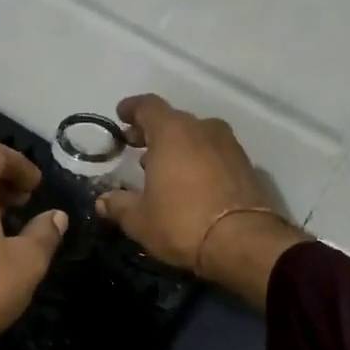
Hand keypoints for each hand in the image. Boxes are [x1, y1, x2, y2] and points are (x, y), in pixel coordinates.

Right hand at [95, 94, 309, 309]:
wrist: (243, 242)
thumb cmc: (182, 223)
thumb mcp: (140, 220)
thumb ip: (119, 205)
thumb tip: (102, 201)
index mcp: (172, 132)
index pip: (148, 106)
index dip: (132, 109)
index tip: (121, 115)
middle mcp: (203, 129)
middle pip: (173, 121)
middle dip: (152, 132)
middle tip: (135, 146)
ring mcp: (228, 146)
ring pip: (196, 137)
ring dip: (177, 147)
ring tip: (161, 168)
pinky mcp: (246, 166)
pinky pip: (214, 154)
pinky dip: (198, 160)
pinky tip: (189, 182)